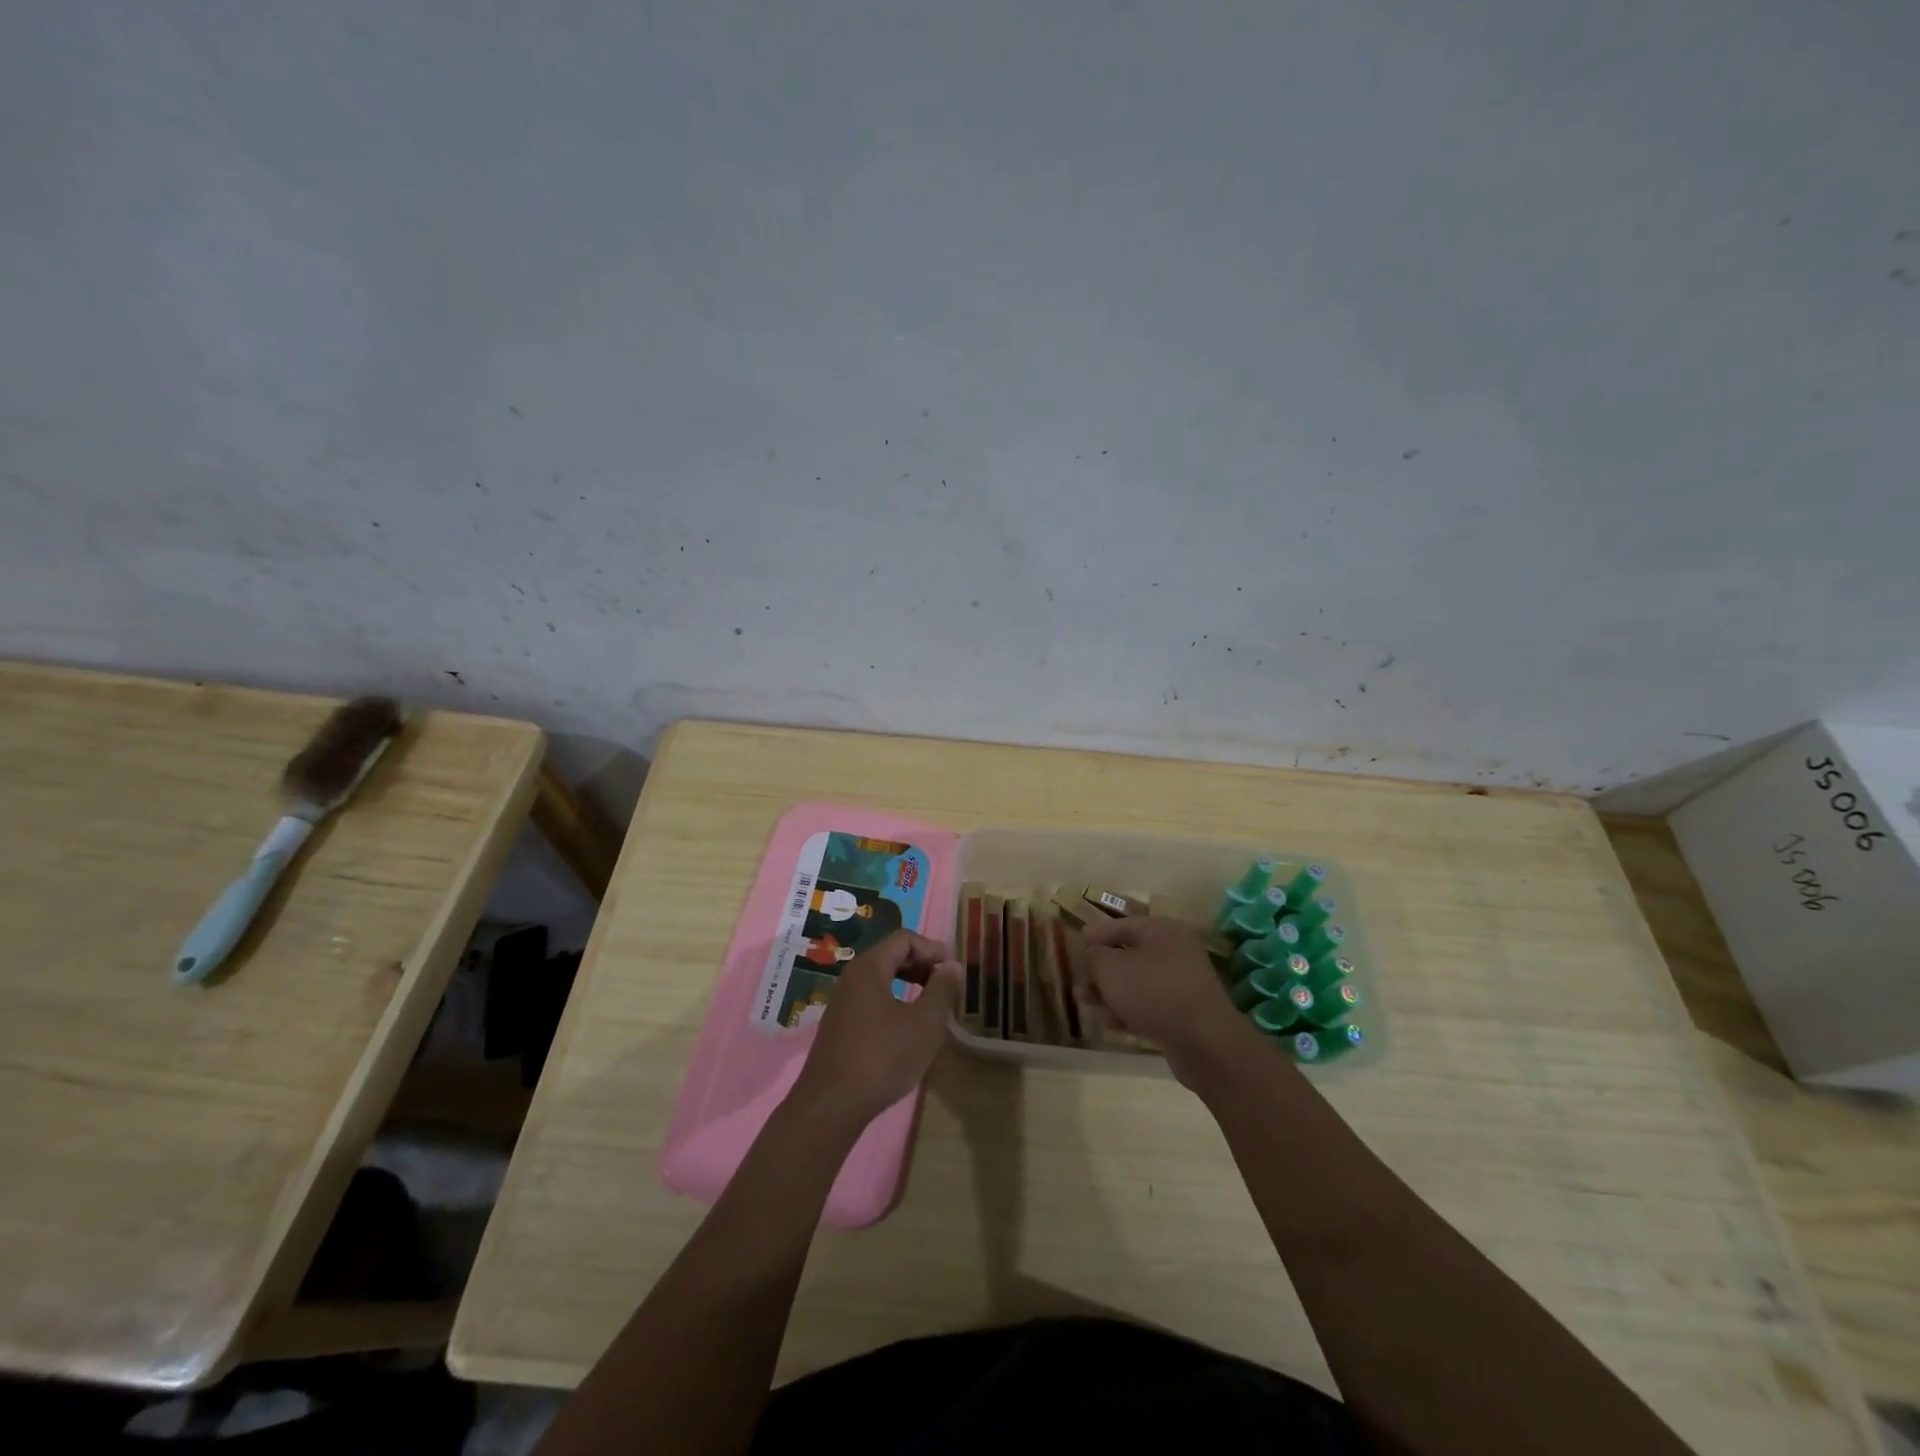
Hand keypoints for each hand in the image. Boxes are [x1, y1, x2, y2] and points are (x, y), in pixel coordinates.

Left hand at [789, 930, 961, 1131]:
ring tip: (931, 1005)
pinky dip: (893, 1002)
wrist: (831, 1106)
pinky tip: (906, 1028)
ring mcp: (842, 1003)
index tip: (953, 968)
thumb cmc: (882, 1058)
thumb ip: (941, 990)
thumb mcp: (924, 1024)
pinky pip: (871, 1000)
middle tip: (945, 984)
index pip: (903, 939)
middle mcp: (851, 978)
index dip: (932, 948)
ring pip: (880, 979)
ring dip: (908, 984)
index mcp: (869, 968)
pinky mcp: (839, 1027)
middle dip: (921, 965)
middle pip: (890, 956)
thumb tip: (952, 965)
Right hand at [1080, 916, 1249, 1083]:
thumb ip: (1096, 956)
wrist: (1203, 1041)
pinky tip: (1112, 1024)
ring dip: (1112, 993)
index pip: (1123, 925)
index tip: (1078, 939)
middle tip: (1080, 979)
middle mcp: (1176, 951)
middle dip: (1101, 970)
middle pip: (1130, 955)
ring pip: (1138, 983)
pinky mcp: (1185, 1013)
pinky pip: (1151, 1006)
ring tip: (1088, 1004)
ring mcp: (1183, 983)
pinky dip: (1130, 1011)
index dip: (1098, 932)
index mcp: (1162, 930)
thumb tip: (1096, 954)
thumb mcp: (1111, 968)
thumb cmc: (1152, 991)